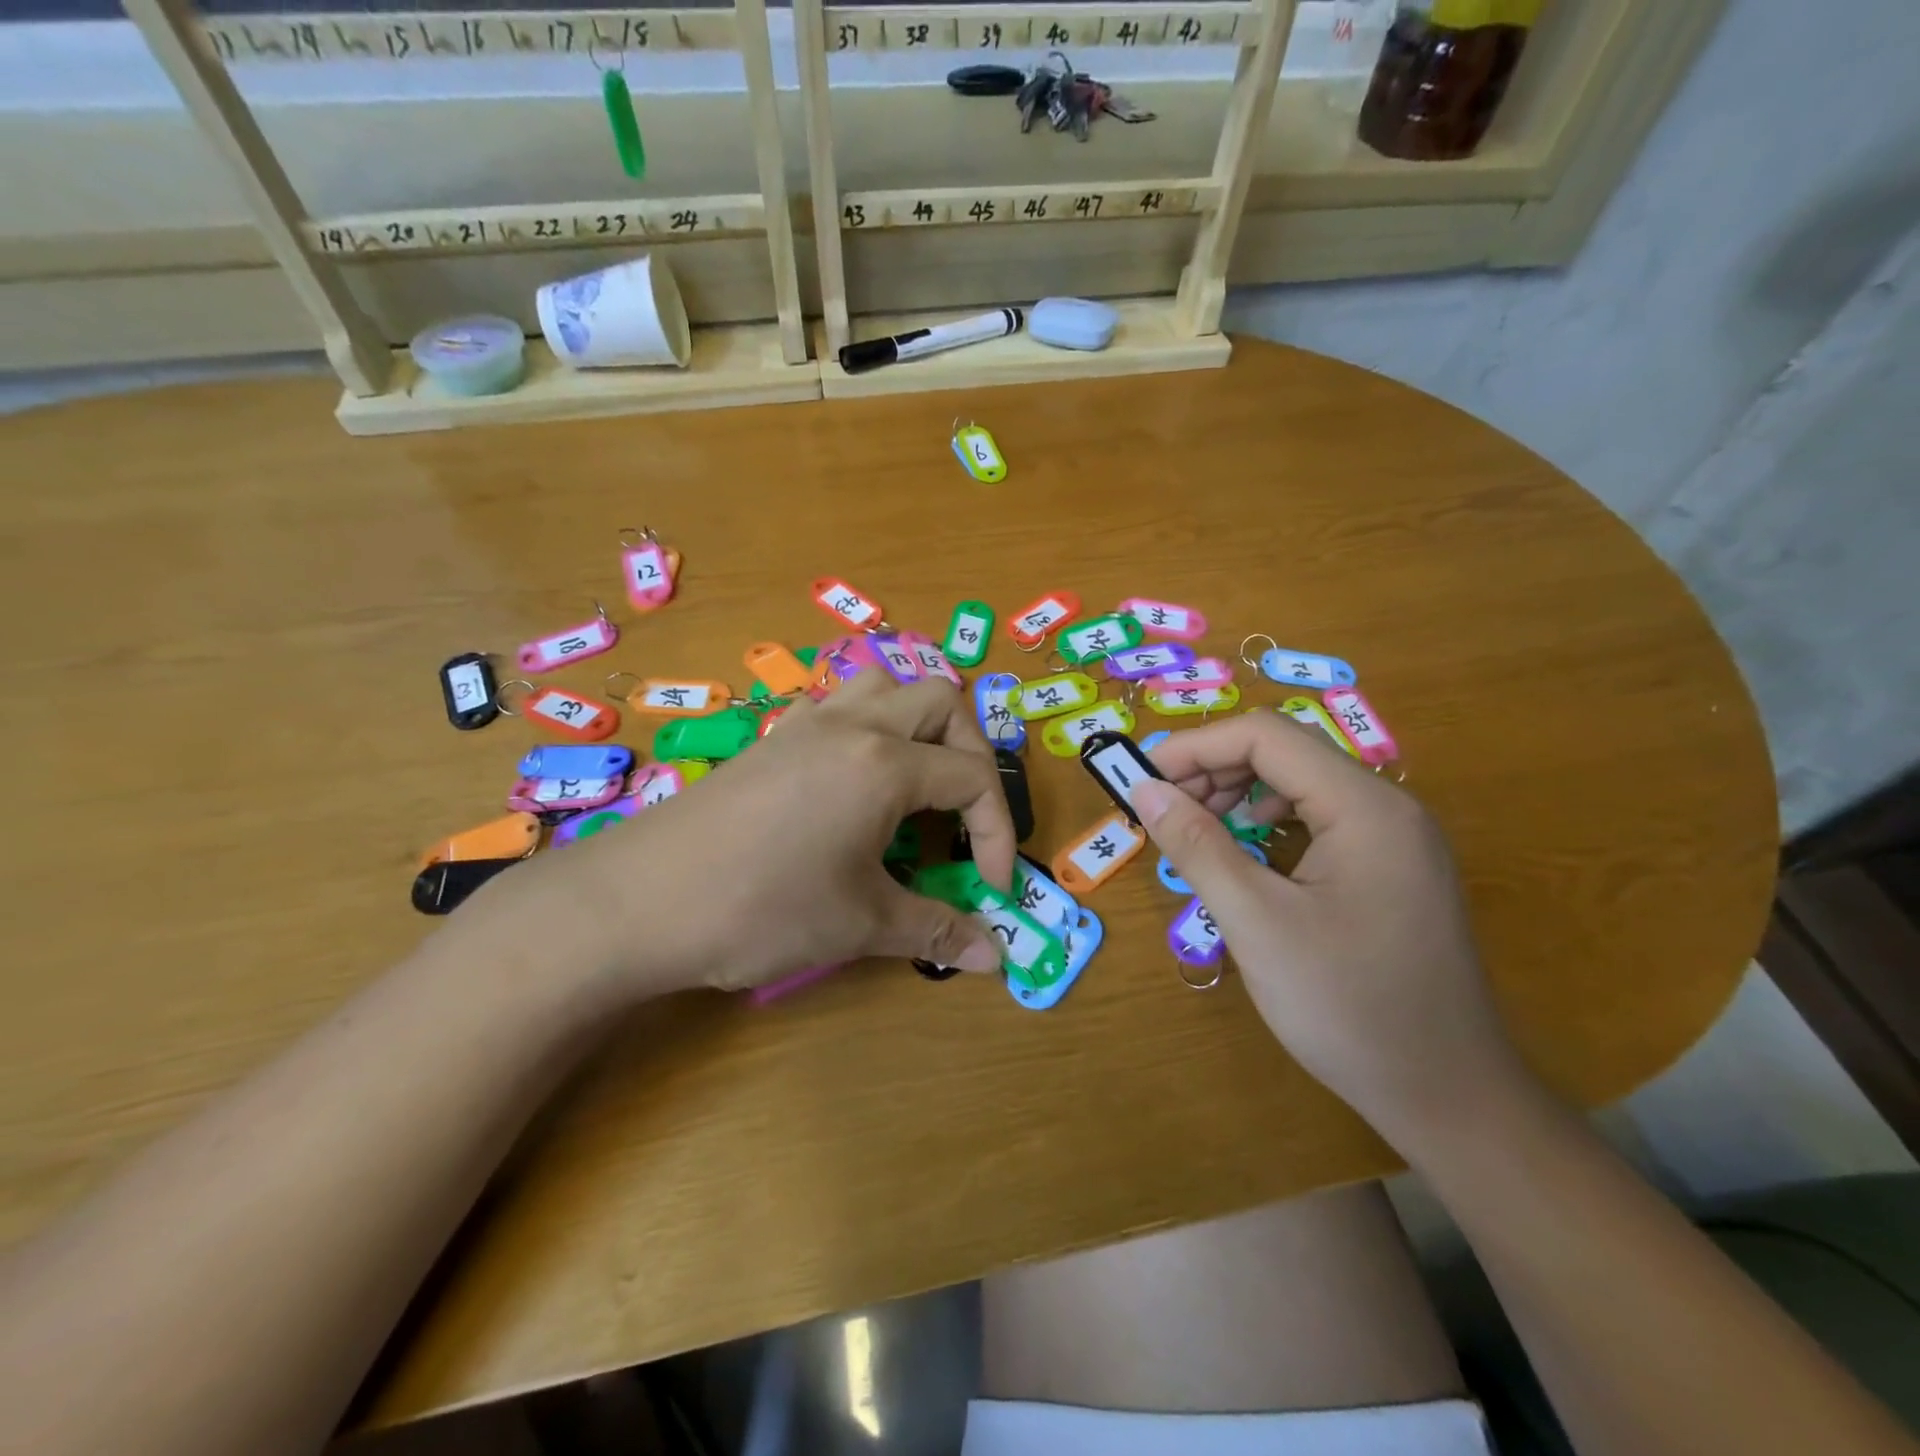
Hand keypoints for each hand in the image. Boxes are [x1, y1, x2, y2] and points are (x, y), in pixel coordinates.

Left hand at [462, 672, 1016, 999]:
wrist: (635, 902)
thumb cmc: (759, 909)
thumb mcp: (859, 923)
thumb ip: (935, 929)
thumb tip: (994, 958)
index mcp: (884, 762)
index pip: (972, 777)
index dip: (997, 833)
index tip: (990, 888)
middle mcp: (851, 724)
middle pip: (941, 702)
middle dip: (971, 754)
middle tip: (963, 815)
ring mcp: (806, 723)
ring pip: (885, 686)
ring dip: (918, 726)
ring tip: (917, 784)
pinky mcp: (772, 738)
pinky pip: (837, 705)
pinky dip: (866, 729)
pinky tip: (853, 783)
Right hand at [1135, 712, 1529, 1145]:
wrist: (1449, 1097)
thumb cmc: (1348, 1008)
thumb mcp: (1257, 923)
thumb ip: (1197, 846)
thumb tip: (1144, 789)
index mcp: (1366, 807)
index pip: (1266, 736)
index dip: (1194, 748)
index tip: (1142, 782)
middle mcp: (1389, 807)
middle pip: (1286, 752)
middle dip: (1214, 769)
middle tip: (1163, 812)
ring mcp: (1396, 839)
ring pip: (1302, 783)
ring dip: (1239, 794)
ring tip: (1195, 832)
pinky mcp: (1393, 869)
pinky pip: (1320, 819)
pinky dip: (1269, 822)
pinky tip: (1245, 856)